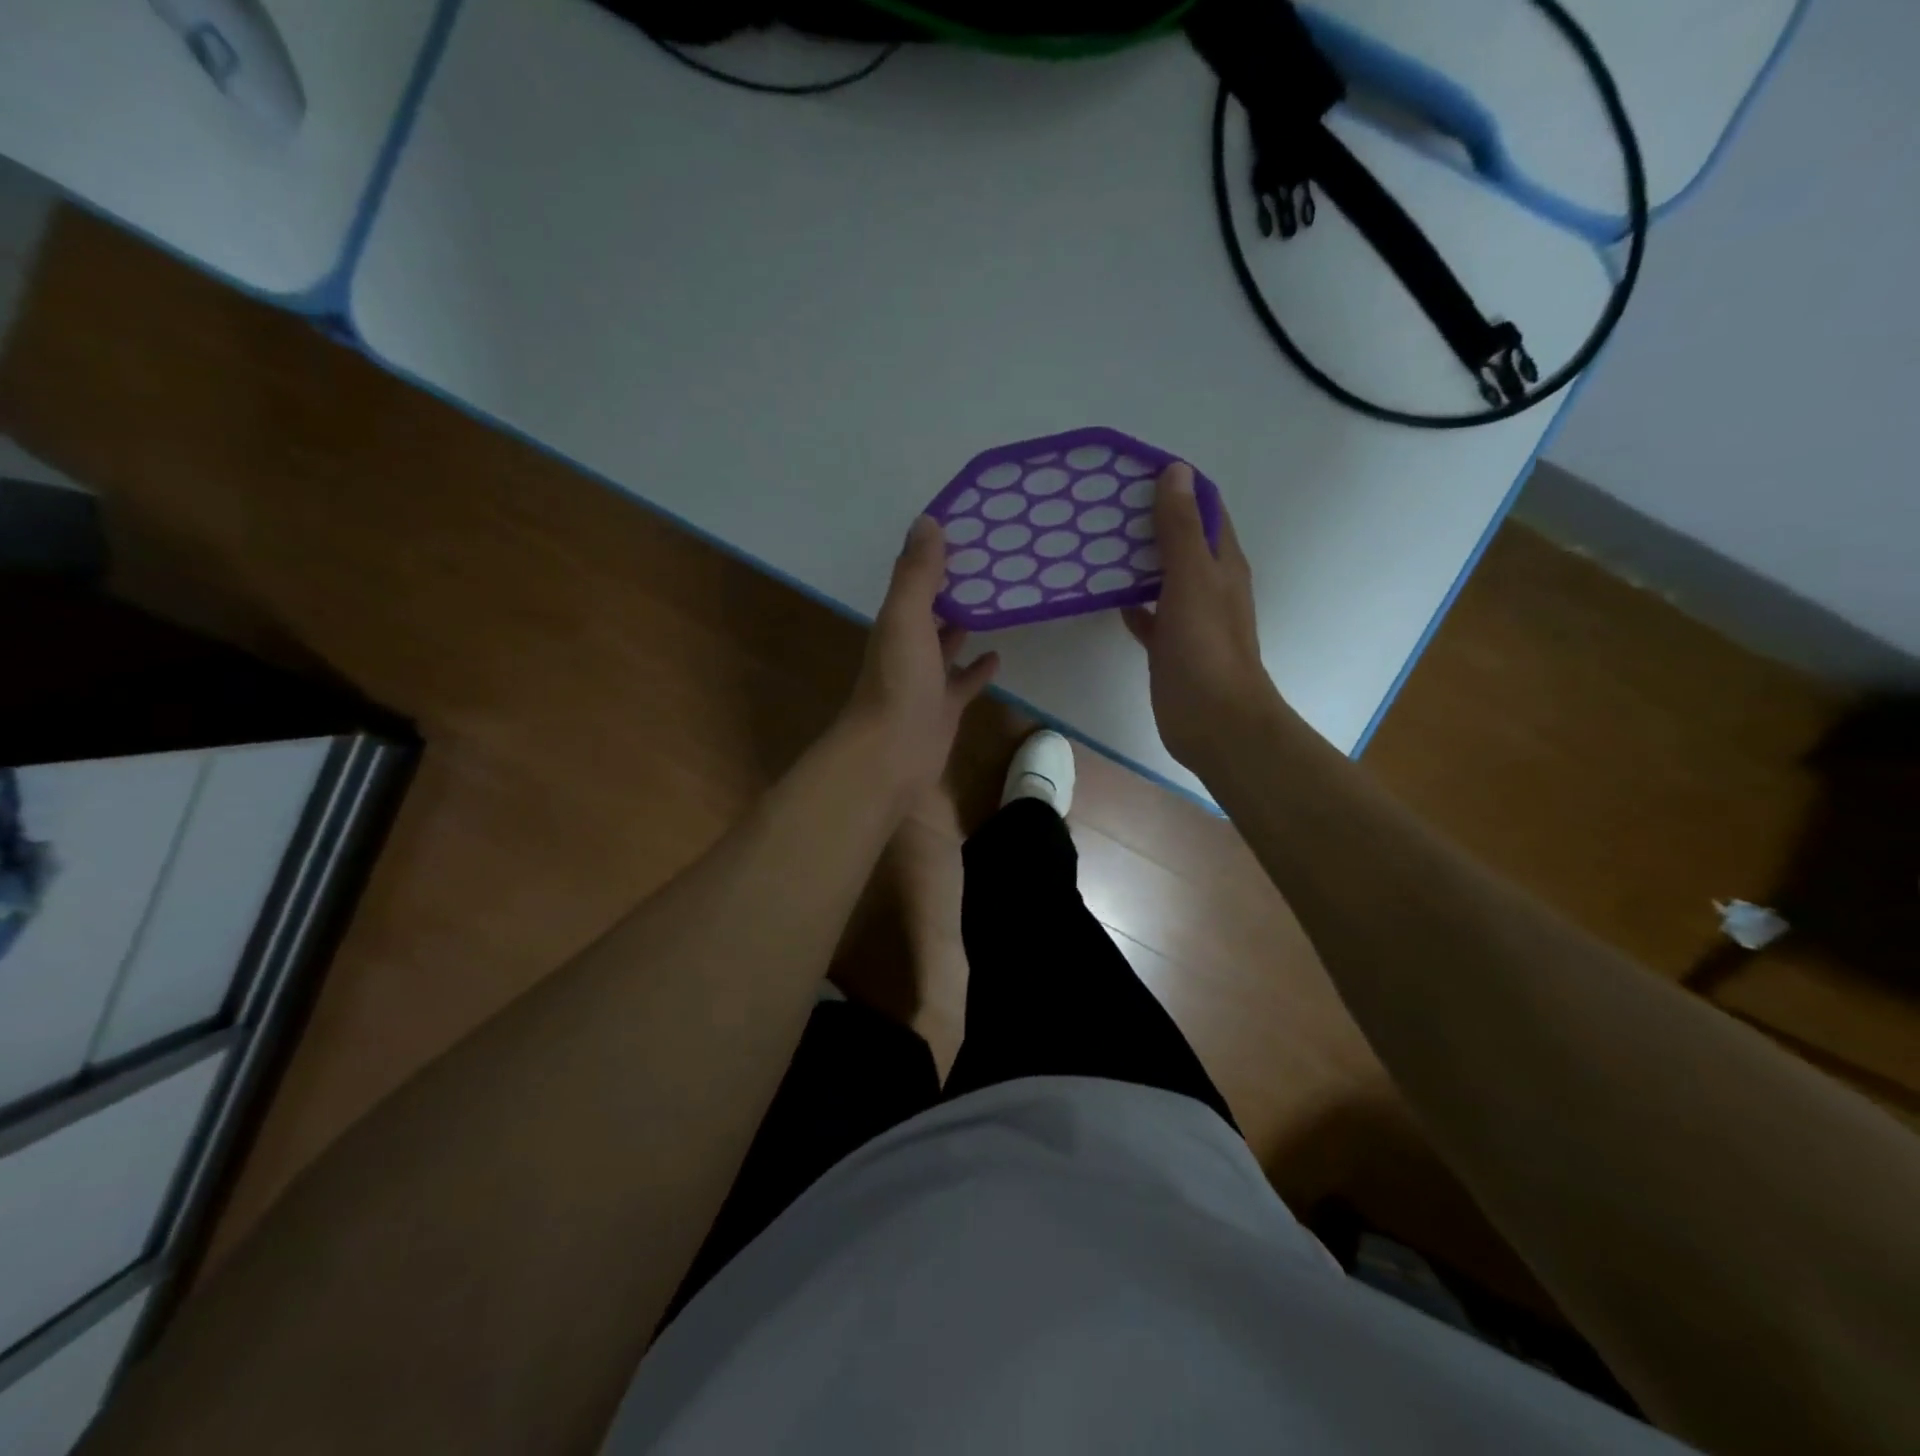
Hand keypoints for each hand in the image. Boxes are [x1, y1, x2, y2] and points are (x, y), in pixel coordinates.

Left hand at [842, 515, 999, 801]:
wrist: (892, 754)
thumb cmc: (899, 682)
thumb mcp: (906, 618)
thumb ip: (917, 574)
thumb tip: (927, 521)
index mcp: (897, 622)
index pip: (916, 580)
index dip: (937, 557)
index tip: (970, 532)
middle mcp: (908, 647)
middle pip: (932, 611)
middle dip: (954, 590)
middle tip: (993, 565)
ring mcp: (926, 680)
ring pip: (947, 645)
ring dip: (965, 625)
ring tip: (998, 602)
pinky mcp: (944, 708)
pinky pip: (964, 682)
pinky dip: (978, 668)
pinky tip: (997, 655)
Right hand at [1122, 464, 1283, 773]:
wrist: (1214, 721)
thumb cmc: (1206, 647)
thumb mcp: (1192, 579)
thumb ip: (1181, 529)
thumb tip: (1175, 471)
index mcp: (1222, 562)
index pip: (1204, 507)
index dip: (1175, 485)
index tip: (1132, 471)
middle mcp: (1209, 584)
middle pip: (1180, 540)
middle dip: (1148, 520)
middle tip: (1101, 505)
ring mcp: (1189, 617)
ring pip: (1161, 576)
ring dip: (1135, 560)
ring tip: (1094, 543)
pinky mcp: (1170, 646)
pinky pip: (1148, 614)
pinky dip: (1130, 602)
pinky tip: (1104, 597)